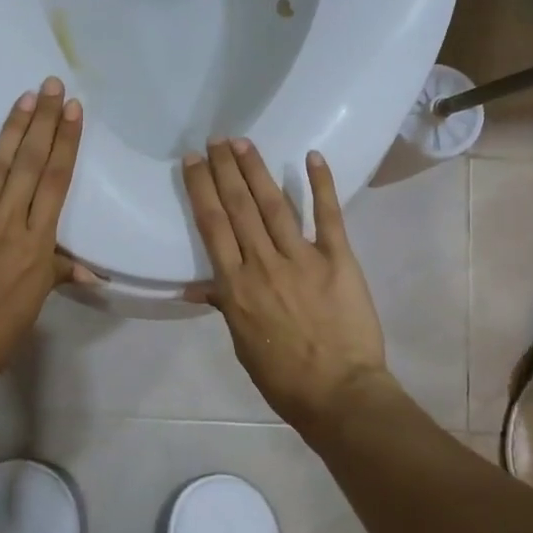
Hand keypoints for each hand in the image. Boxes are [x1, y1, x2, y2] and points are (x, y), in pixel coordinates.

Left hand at [0, 77, 90, 383]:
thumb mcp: (35, 304)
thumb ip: (57, 275)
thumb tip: (90, 272)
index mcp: (37, 241)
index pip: (56, 182)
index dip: (66, 143)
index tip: (73, 111)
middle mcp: (9, 220)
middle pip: (30, 163)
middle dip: (43, 122)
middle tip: (50, 86)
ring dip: (11, 129)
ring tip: (23, 97)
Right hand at [182, 138, 388, 427]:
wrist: (339, 393)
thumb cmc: (283, 376)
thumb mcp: (242, 343)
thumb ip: (224, 305)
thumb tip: (198, 286)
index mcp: (236, 285)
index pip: (212, 225)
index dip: (201, 188)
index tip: (193, 161)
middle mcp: (263, 263)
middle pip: (239, 206)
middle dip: (225, 169)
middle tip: (216, 140)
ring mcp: (302, 258)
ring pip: (274, 204)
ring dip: (257, 170)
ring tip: (243, 142)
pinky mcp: (338, 259)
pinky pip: (327, 216)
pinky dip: (321, 184)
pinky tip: (312, 156)